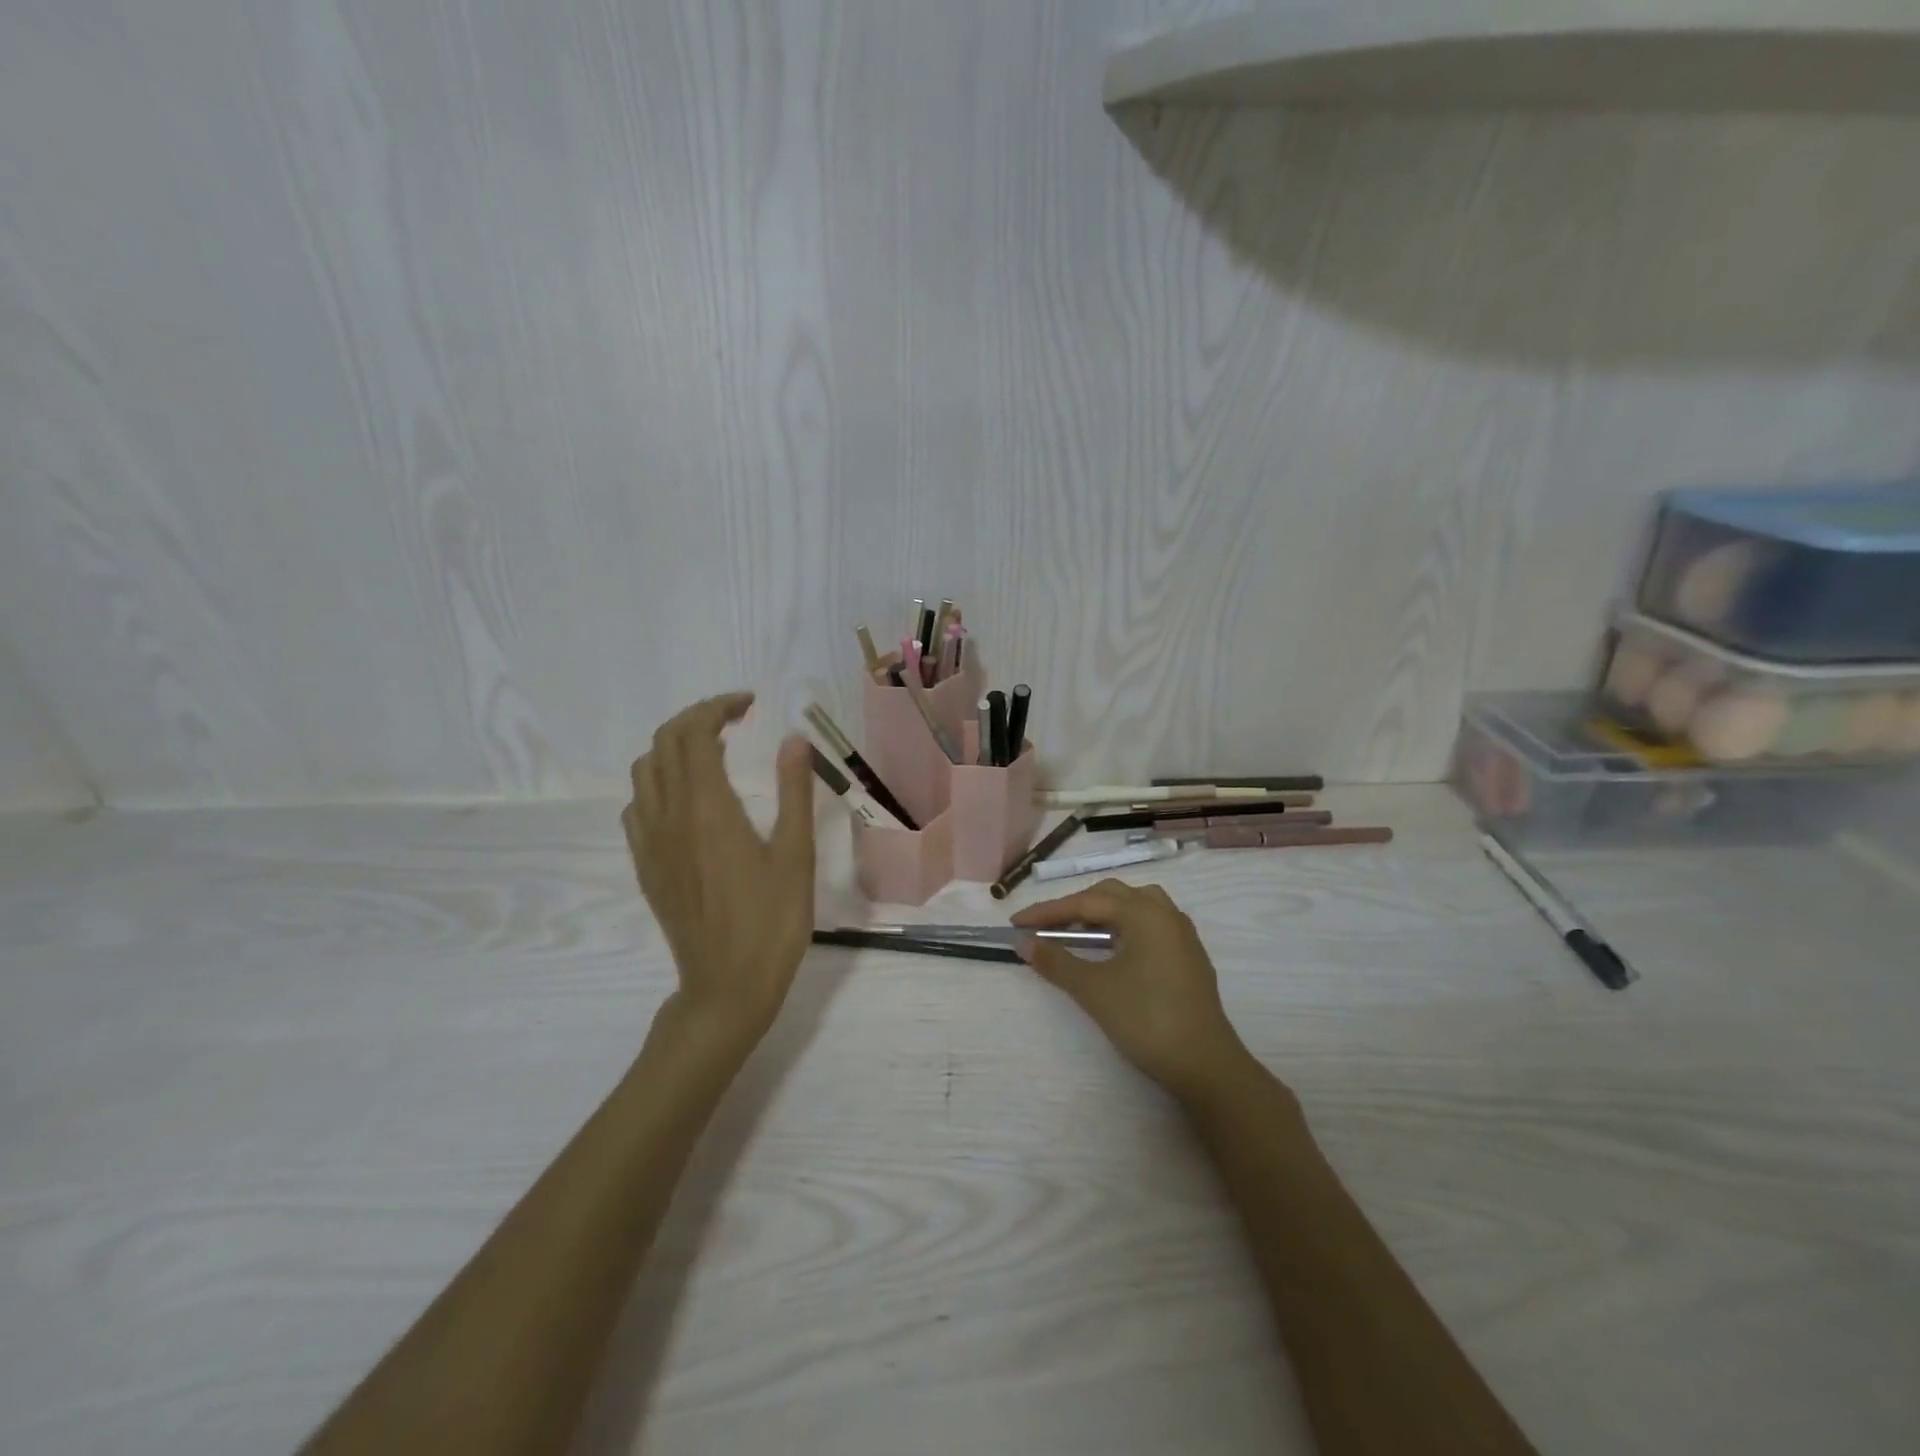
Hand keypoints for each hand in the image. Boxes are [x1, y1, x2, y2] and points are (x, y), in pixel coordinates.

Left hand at [623, 693, 815, 1046]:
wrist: (726, 985)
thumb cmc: (772, 921)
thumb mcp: (796, 855)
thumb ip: (794, 791)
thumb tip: (794, 739)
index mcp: (708, 808)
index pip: (695, 733)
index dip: (718, 707)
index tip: (749, 705)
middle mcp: (669, 815)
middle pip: (665, 743)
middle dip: (696, 718)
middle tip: (735, 720)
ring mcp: (651, 841)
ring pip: (645, 771)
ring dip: (674, 747)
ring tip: (712, 752)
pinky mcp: (646, 865)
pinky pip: (638, 806)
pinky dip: (659, 783)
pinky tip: (687, 799)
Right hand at [1012, 879, 1255, 1104]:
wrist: (1204, 1065)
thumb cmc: (1146, 1019)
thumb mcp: (1093, 989)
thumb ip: (1056, 961)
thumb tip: (1024, 943)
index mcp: (1144, 913)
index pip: (1085, 903)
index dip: (1048, 912)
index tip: (1016, 923)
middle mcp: (1166, 914)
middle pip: (1112, 895)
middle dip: (1075, 908)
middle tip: (1045, 928)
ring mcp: (1182, 935)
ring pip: (1136, 906)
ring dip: (1103, 914)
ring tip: (1078, 933)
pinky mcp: (1189, 957)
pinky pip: (1150, 925)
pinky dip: (1124, 928)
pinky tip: (1113, 950)